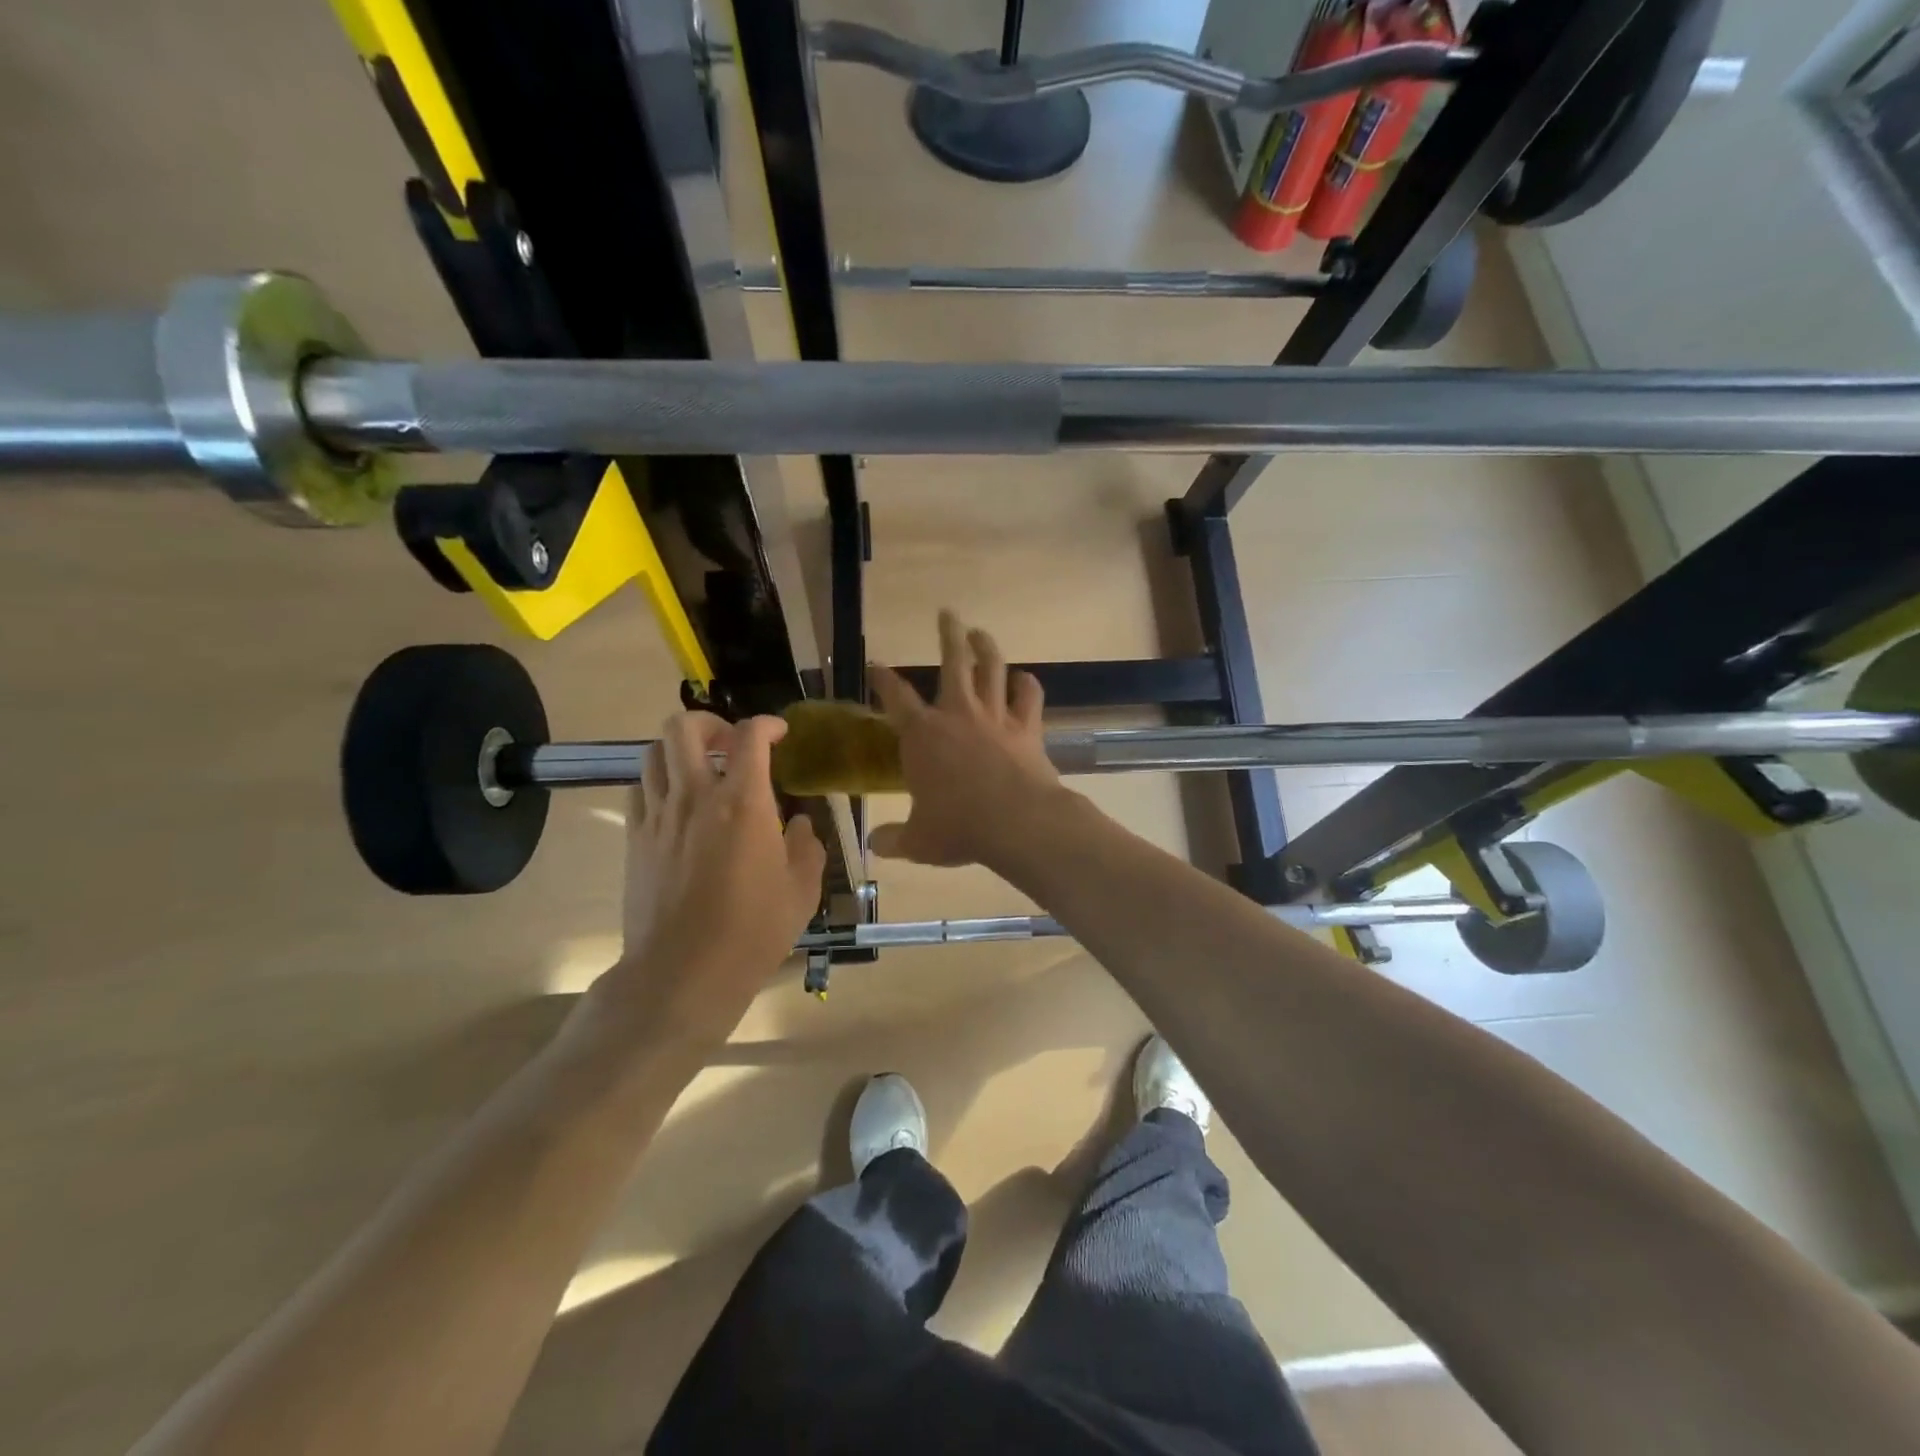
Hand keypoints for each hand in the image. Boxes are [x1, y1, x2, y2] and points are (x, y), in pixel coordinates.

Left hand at [592, 712, 825, 1044]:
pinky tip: (678, 805)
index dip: (767, 724)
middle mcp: (695, 796)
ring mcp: (658, 816)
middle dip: (710, 723)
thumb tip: (802, 825)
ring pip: (654, 752)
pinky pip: (640, 789)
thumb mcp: (801, 890)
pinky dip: (659, 782)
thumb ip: (808, 847)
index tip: (780, 734)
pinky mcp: (635, 839)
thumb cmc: (752, 932)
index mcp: (743, 803)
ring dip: (681, 751)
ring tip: (701, 771)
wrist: (683, 973)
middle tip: (730, 745)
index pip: (750, 736)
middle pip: (683, 727)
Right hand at [867, 610, 1069, 868]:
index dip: (883, 679)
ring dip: (986, 646)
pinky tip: (1024, 679)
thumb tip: (873, 845)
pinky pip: (1028, 695)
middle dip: (948, 634)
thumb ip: (894, 839)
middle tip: (947, 614)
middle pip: (952, 661)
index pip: (895, 697)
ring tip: (980, 632)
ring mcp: (994, 715)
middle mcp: (957, 714)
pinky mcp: (1026, 726)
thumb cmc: (959, 828)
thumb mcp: (919, 842)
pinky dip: (1027, 684)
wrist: (1017, 822)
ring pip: (992, 667)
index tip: (876, 664)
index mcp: (922, 735)